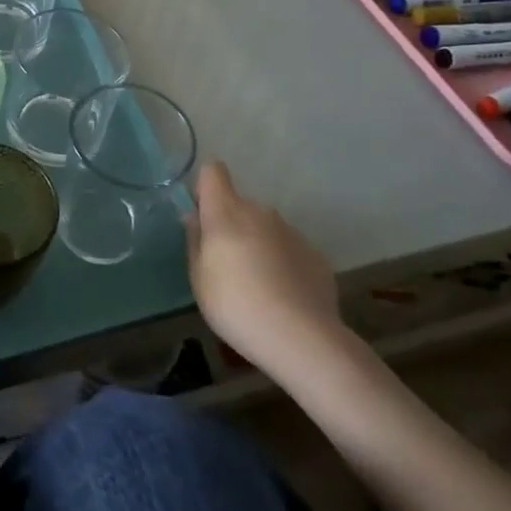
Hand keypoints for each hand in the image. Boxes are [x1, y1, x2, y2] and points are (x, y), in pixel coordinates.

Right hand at [186, 162, 343, 373]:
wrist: (301, 338)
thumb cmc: (236, 304)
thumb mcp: (198, 277)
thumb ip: (195, 240)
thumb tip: (195, 218)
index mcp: (226, 212)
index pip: (213, 172)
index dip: (205, 188)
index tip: (202, 217)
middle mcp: (260, 212)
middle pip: (239, 205)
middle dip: (230, 225)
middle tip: (225, 264)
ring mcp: (291, 232)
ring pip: (264, 228)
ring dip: (257, 244)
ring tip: (257, 285)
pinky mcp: (315, 255)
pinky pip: (288, 249)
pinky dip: (282, 263)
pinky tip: (283, 296)